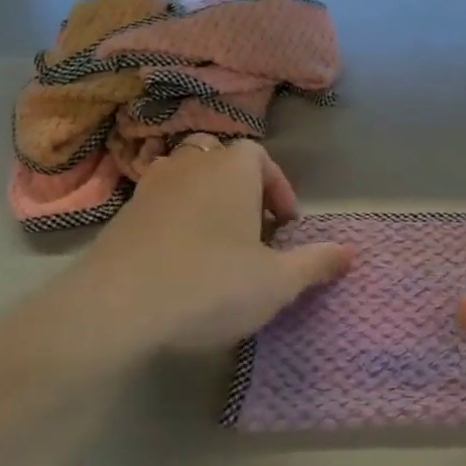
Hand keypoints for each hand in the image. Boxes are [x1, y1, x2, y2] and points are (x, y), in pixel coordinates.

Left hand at [0, 138, 351, 390]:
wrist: (115, 308)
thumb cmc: (210, 285)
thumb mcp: (277, 282)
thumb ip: (316, 263)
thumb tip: (350, 253)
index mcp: (231, 170)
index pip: (260, 156)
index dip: (278, 188)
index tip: (285, 226)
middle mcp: (189, 166)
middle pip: (220, 160)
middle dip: (241, 189)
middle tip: (253, 230)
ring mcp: (149, 188)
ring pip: (185, 178)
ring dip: (206, 201)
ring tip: (218, 243)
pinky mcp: (120, 217)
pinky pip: (158, 204)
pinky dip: (175, 221)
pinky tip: (180, 261)